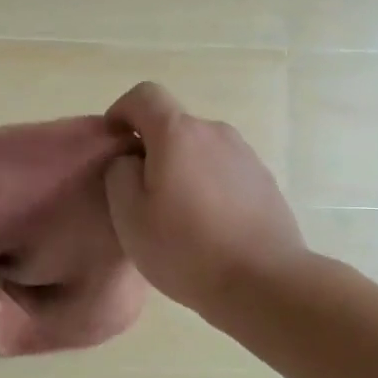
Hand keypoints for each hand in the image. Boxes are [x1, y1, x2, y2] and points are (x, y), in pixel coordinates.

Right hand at [103, 82, 306, 316]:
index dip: (122, 112)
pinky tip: (208, 227)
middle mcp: (215, 132)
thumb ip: (119, 175)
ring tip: (176, 217)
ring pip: (200, 151)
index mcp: (178, 133)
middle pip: (174, 126)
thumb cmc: (186, 249)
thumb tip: (131, 160)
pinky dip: (208, 187)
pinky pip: (223, 172)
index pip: (144, 95)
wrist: (264, 282)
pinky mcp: (264, 181)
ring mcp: (245, 156)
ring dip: (182, 170)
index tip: (113, 143)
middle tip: (140, 196)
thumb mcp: (129, 216)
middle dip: (152, 150)